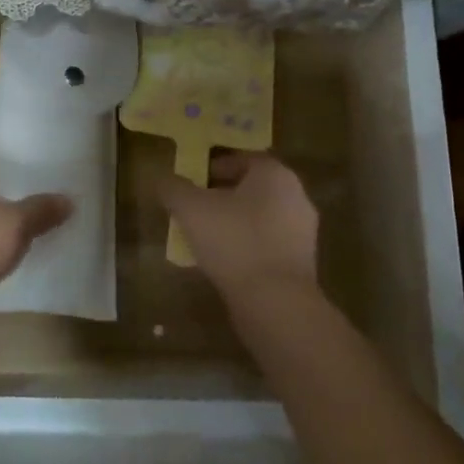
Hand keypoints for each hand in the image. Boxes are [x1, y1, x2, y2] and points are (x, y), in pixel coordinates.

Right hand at [156, 152, 318, 304]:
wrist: (275, 304)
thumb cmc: (233, 241)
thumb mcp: (190, 208)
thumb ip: (172, 187)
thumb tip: (160, 178)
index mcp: (274, 174)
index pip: (242, 159)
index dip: (213, 167)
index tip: (192, 182)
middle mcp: (296, 196)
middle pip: (252, 188)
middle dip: (223, 195)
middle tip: (195, 207)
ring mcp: (303, 232)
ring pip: (260, 217)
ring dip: (234, 222)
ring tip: (205, 237)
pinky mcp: (302, 264)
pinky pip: (268, 244)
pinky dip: (247, 246)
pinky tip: (225, 262)